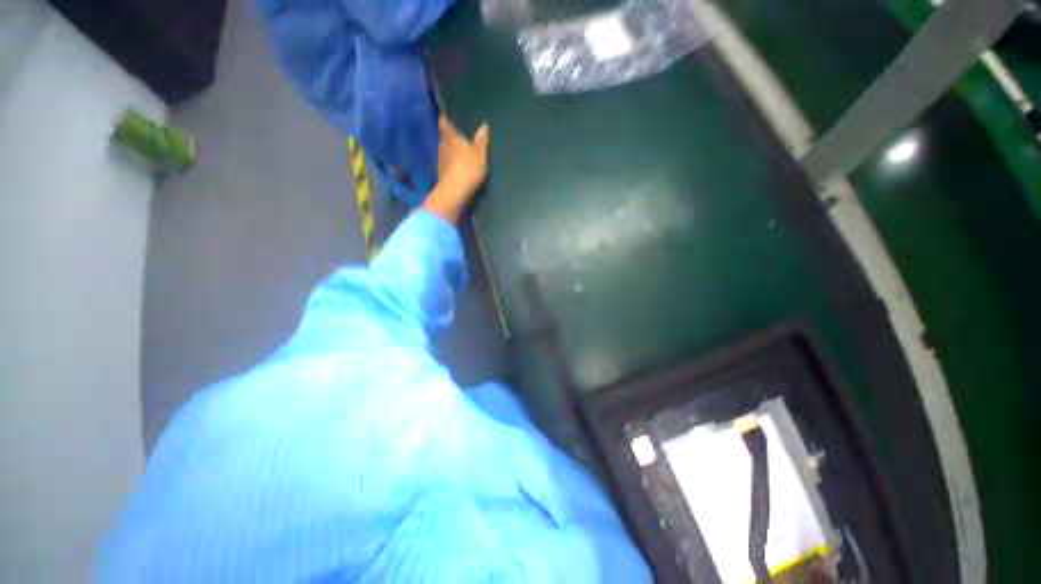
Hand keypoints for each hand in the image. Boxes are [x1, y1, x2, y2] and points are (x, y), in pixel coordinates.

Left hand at [422, 116, 490, 223]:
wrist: (454, 192)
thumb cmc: (468, 169)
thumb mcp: (480, 155)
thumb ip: (481, 140)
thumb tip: (483, 125)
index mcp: (451, 136)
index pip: (445, 121)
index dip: (447, 116)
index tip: (450, 113)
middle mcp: (442, 144)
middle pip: (444, 134)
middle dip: (449, 132)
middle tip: (458, 130)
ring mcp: (440, 159)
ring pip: (444, 148)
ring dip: (450, 147)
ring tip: (459, 147)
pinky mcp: (441, 172)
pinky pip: (445, 161)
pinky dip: (450, 160)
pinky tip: (456, 163)